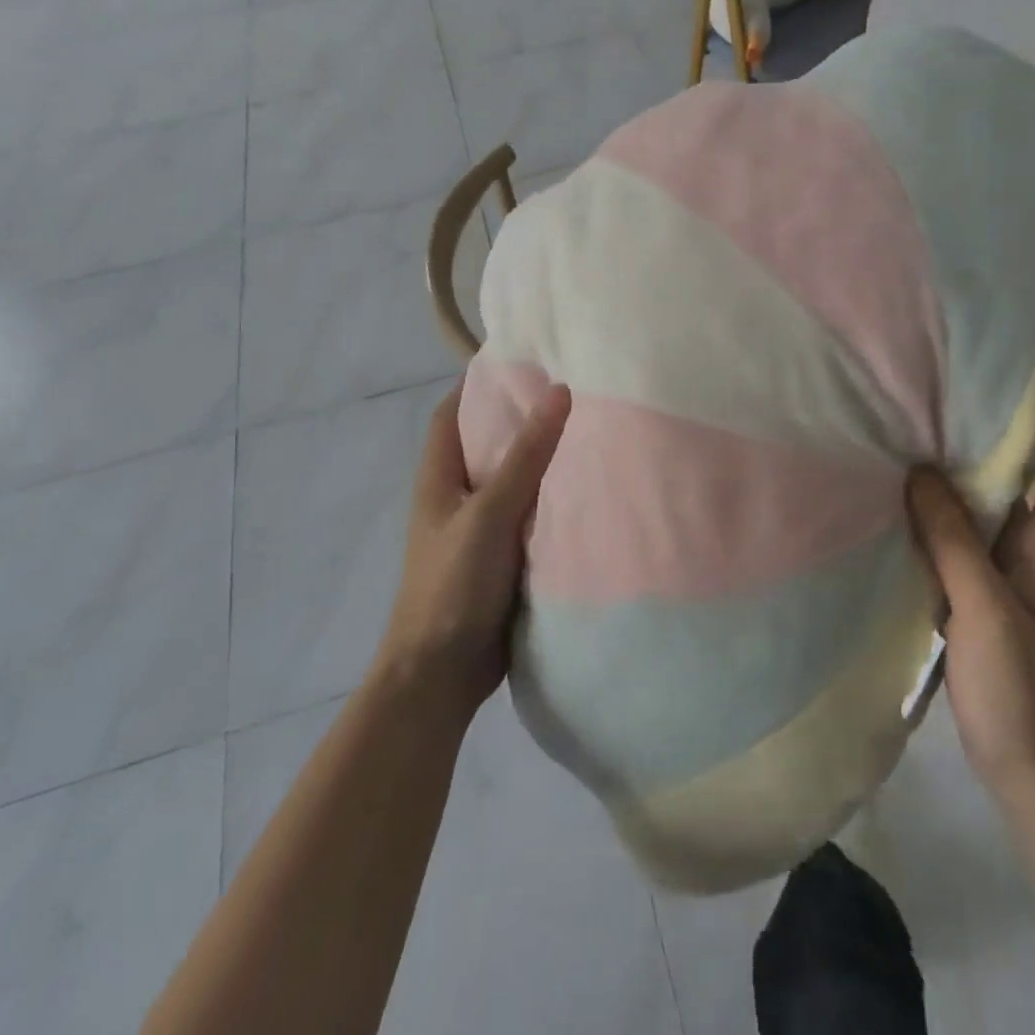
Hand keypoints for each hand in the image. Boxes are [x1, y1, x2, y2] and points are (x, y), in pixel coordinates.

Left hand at [379, 378, 571, 719]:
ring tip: (593, 432)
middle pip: (490, 443)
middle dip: (524, 418)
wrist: (442, 674)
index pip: (452, 412)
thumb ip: (526, 456)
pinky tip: (591, 491)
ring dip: (545, 461)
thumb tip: (560, 391)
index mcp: (440, 477)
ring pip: (516, 480)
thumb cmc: (453, 585)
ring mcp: (482, 528)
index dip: (479, 383)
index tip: (524, 360)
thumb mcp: (489, 513)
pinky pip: (533, 516)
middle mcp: (459, 495)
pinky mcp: (505, 557)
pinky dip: (554, 501)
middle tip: (576, 392)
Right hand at [906, 423, 1034, 800]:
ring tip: (912, 451)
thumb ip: (954, 542)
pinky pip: (956, 555)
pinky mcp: (974, 613)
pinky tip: (898, 519)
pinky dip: (934, 531)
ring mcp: (1001, 589)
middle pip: (1023, 493)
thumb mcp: (986, 609)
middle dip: (994, 451)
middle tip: (945, 412)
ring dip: (957, 490)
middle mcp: (1028, 562)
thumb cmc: (1025, 690)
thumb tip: (921, 472)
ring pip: (983, 523)